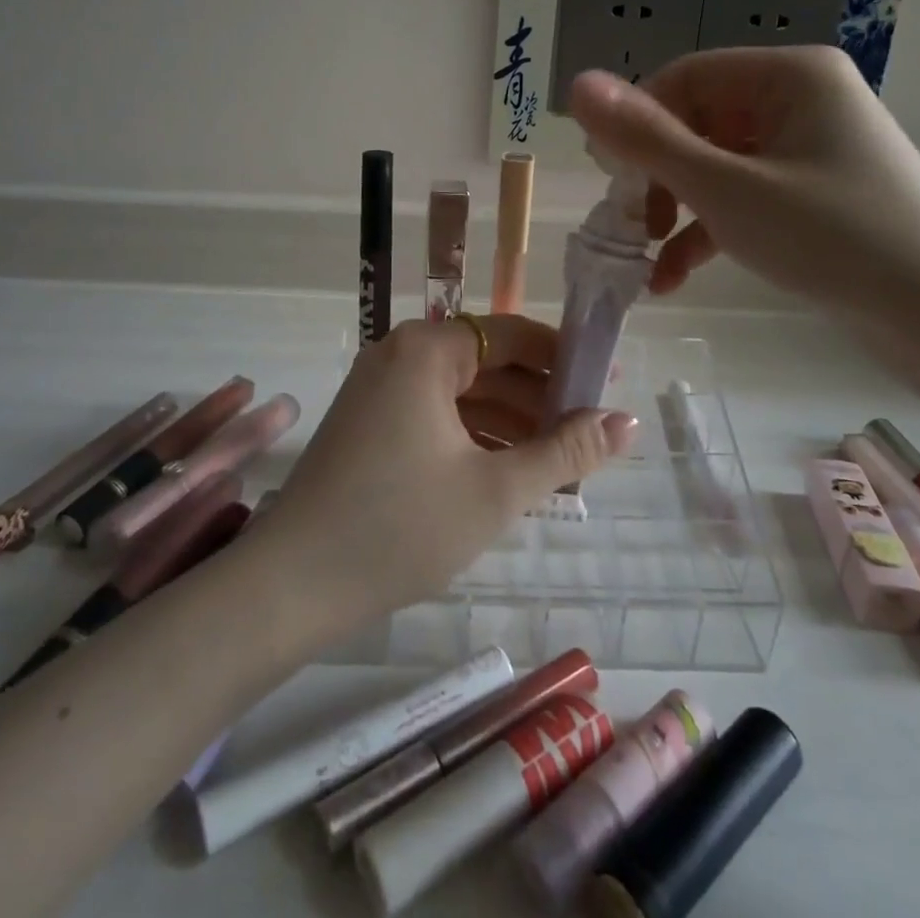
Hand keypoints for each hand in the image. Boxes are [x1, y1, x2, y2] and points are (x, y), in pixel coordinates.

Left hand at [247, 315, 636, 633]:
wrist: (291, 585)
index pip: (513, 334)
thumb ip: (566, 452)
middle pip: (488, 362)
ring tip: (561, 463)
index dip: (565, 358)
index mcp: (426, 350)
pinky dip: (475, 437)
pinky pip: (436, 415)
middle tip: (591, 435)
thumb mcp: (495, 490)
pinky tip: (509, 472)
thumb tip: (628, 422)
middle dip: (540, 398)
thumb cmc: (400, 527)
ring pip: (463, 393)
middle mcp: (399, 354)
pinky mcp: (369, 422)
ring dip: (511, 422)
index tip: (608, 385)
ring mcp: (379, 389)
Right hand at [569, 48, 919, 320]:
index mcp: (788, 75)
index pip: (684, 78)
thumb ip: (646, 138)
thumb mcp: (725, 188)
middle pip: (697, 121)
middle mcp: (800, 99)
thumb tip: (577, 84)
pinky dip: (707, 230)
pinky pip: (743, 196)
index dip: (636, 123)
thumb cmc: (831, 237)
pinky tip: (672, 277)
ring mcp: (809, 148)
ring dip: (675, 209)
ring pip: (715, 164)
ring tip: (647, 257)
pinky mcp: (813, 193)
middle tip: (628, 223)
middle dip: (656, 175)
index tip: (607, 177)